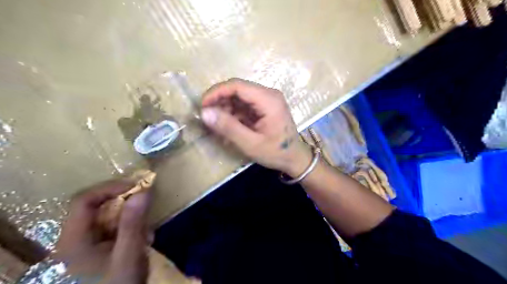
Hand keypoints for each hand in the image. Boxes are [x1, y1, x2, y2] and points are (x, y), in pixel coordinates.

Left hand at [56, 181, 151, 281]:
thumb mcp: (128, 255)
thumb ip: (133, 224)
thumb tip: (143, 192)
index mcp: (74, 239)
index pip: (83, 200)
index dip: (109, 188)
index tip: (136, 187)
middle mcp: (76, 237)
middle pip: (97, 206)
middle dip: (125, 203)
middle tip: (146, 205)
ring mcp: (88, 242)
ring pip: (109, 215)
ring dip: (131, 217)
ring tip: (147, 232)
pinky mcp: (100, 246)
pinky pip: (115, 226)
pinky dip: (132, 227)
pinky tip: (143, 240)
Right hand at [202, 76, 312, 174]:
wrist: (295, 158)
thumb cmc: (276, 152)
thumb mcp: (251, 144)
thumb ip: (228, 128)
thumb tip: (204, 112)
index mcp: (268, 100)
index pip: (237, 85)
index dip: (216, 92)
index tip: (202, 106)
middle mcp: (268, 94)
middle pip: (238, 89)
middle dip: (219, 101)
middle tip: (207, 117)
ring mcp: (267, 100)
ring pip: (239, 96)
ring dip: (225, 108)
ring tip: (216, 124)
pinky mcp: (264, 107)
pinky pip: (244, 105)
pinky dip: (233, 113)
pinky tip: (227, 125)